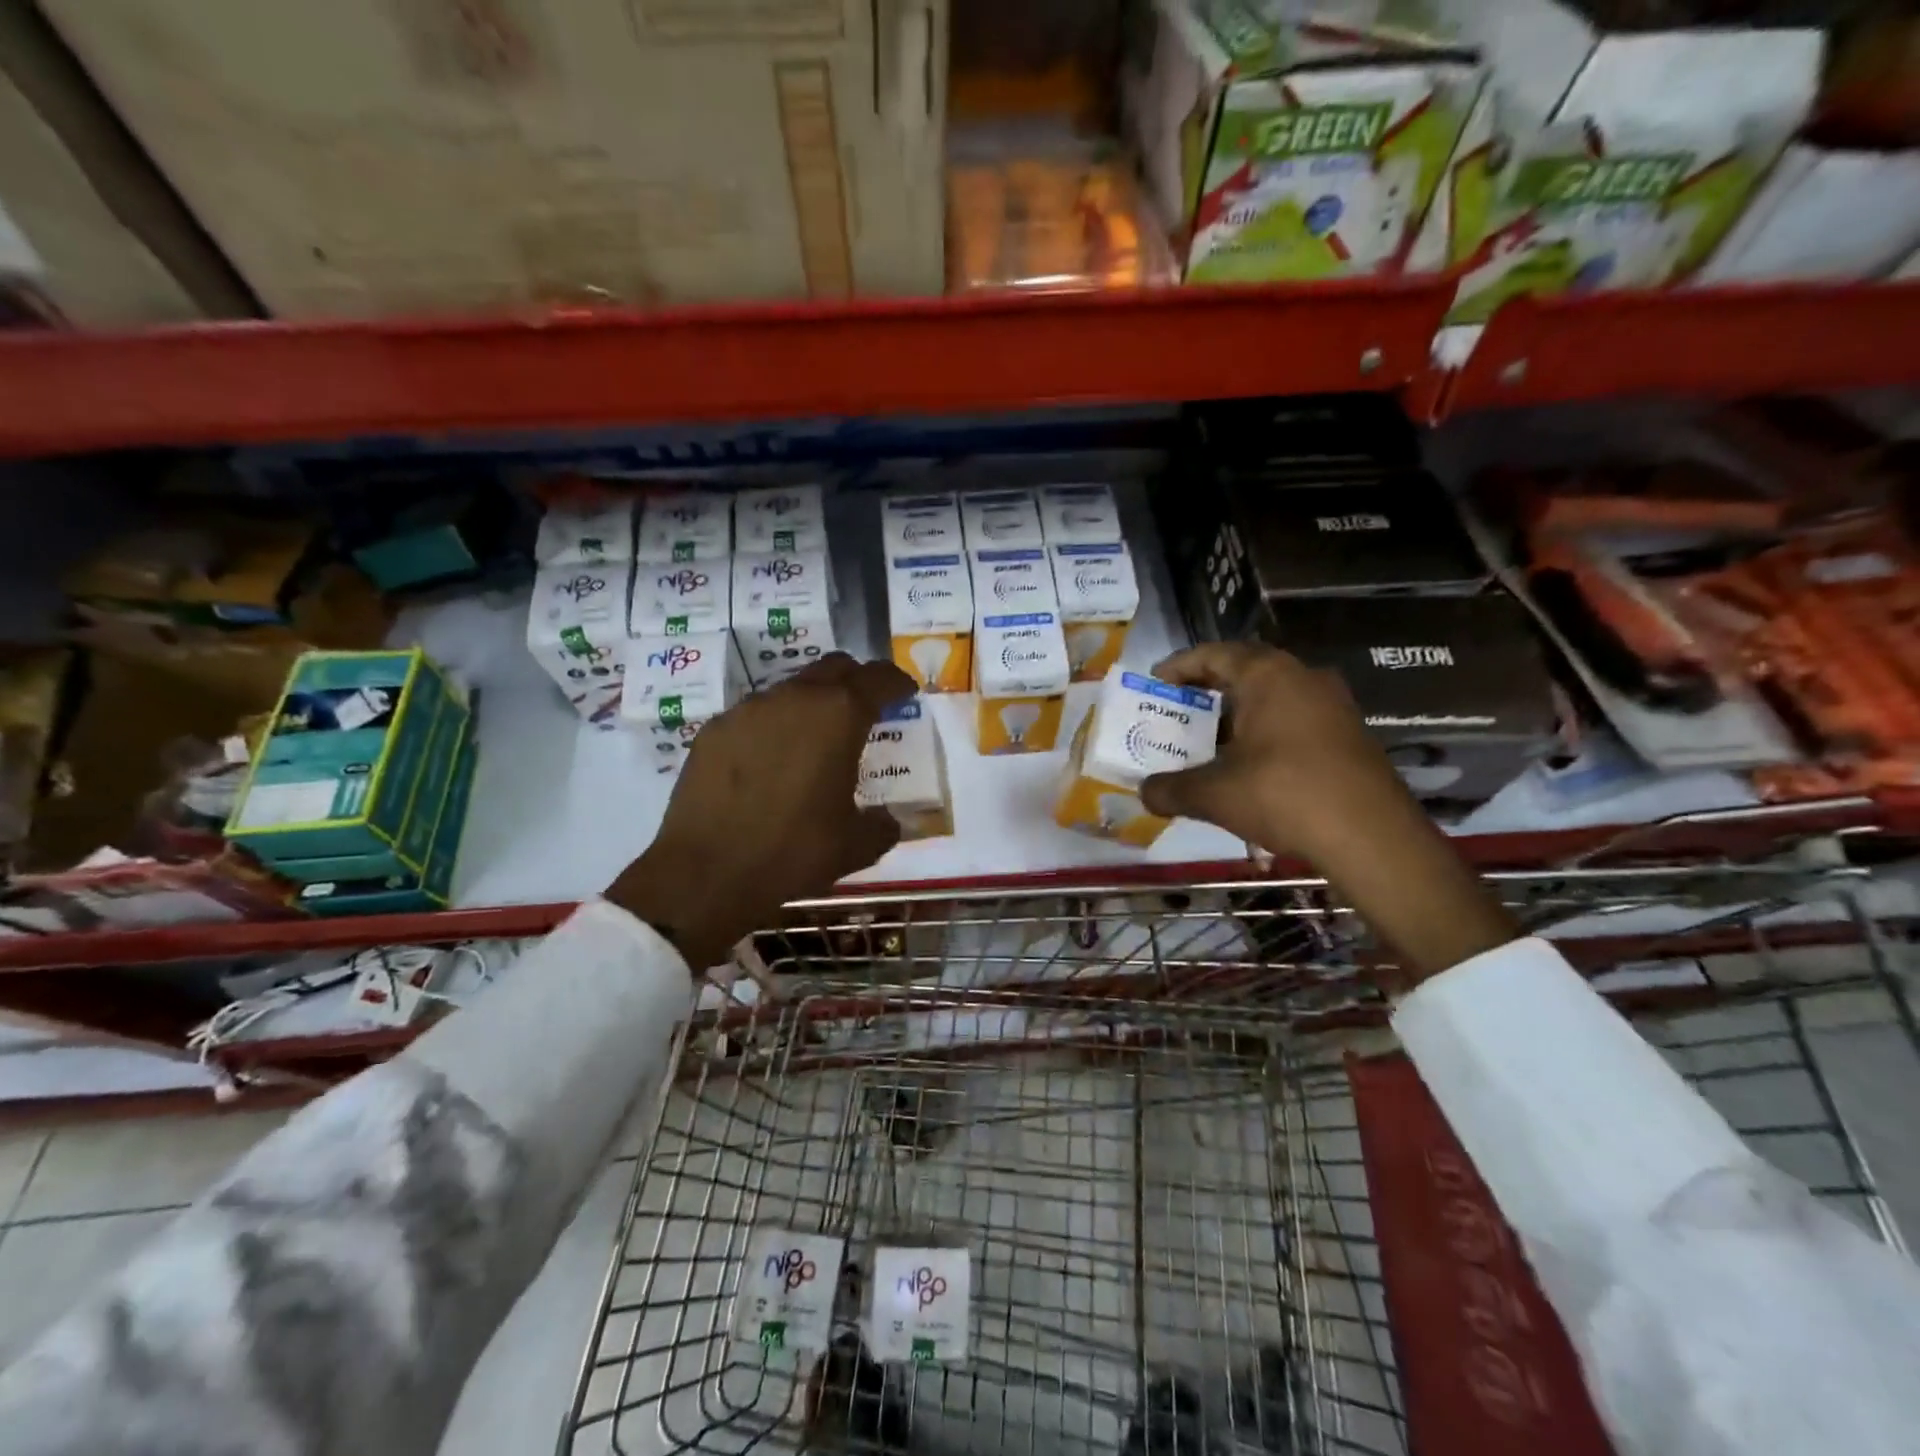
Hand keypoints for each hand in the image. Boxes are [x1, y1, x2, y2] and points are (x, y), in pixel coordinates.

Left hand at [608, 653, 913, 969]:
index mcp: (839, 716)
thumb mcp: (855, 846)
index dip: (897, 682)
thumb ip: (882, 825)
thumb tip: (888, 821)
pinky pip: (755, 715)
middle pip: (834, 668)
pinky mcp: (714, 729)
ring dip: (811, 704)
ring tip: (814, 740)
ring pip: (791, 689)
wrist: (706, 872)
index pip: (878, 678)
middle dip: (855, 681)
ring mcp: (748, 709)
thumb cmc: (793, 852)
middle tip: (865, 707)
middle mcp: (795, 698)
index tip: (905, 692)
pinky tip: (769, 763)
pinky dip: (773, 727)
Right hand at [1139, 642, 1517, 979]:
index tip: (1155, 683)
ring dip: (1236, 715)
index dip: (1180, 666)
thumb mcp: (1214, 794)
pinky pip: (1293, 720)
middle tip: (1176, 712)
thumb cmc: (1285, 796)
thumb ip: (1170, 789)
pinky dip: (1262, 733)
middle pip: (1244, 672)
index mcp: (1268, 676)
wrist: (1372, 838)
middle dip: (1206, 692)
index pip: (1214, 654)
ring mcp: (1332, 705)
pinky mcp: (1348, 734)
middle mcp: (1302, 678)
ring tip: (1206, 742)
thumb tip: (1143, 793)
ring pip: (1271, 698)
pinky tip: (1247, 766)